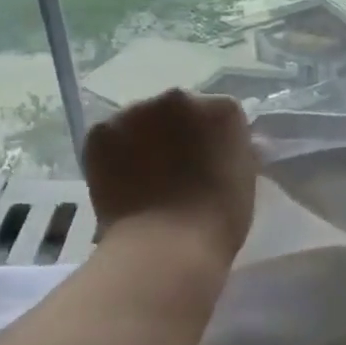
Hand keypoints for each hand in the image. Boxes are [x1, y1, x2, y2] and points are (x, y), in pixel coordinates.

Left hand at [82, 89, 256, 262]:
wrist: (166, 245)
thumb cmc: (218, 222)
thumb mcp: (244, 181)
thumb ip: (235, 153)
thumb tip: (230, 148)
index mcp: (222, 110)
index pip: (218, 116)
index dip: (210, 141)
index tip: (206, 164)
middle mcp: (179, 98)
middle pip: (177, 111)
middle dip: (175, 134)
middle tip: (173, 171)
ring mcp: (135, 112)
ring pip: (139, 122)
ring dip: (141, 141)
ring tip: (141, 180)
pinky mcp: (101, 131)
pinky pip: (108, 139)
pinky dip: (112, 156)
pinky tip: (119, 184)